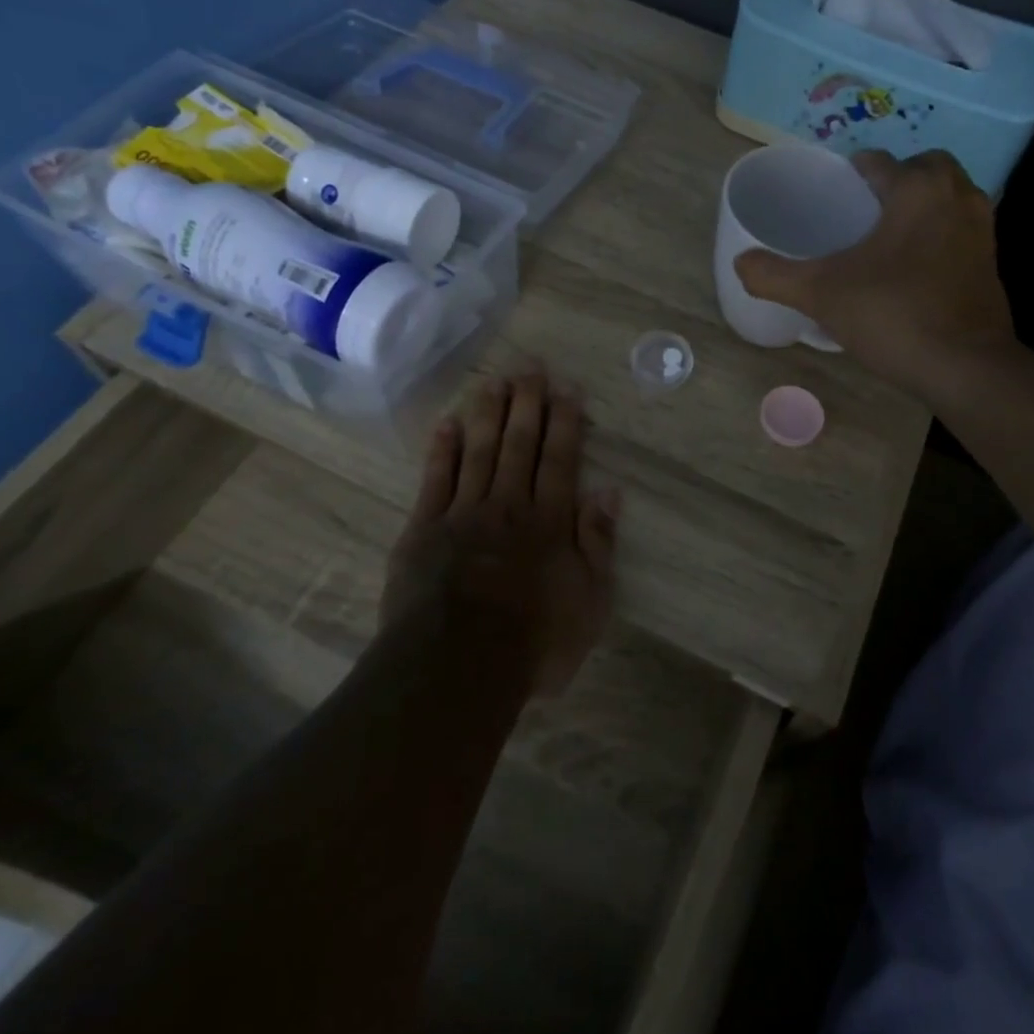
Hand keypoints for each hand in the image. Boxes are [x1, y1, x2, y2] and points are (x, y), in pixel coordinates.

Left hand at [384, 371, 618, 694]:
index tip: (567, 388)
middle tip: (530, 366)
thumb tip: (609, 491)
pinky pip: (435, 479)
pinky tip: (447, 423)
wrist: (457, 666)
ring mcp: (463, 513)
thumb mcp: (589, 601)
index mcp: (549, 520)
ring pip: (478, 450)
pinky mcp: (424, 529)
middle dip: (527, 403)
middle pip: (519, 443)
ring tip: (493, 379)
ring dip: (487, 413)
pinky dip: (442, 449)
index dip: (566, 421)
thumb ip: (598, 542)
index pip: (560, 458)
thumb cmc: (534, 640)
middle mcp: (509, 504)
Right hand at [735, 149, 1017, 401]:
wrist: (964, 366)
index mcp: (917, 189)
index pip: (878, 162)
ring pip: (948, 197)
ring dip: (921, 205)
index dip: (849, 174)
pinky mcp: (991, 262)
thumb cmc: (893, 315)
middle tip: (863, 211)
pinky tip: (913, 268)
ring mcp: (982, 229)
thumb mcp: (821, 294)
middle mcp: (957, 196)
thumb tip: (740, 264)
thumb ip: (775, 276)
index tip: (830, 196)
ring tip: (886, 237)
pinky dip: (939, 235)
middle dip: (896, 180)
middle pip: (923, 168)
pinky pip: (960, 230)